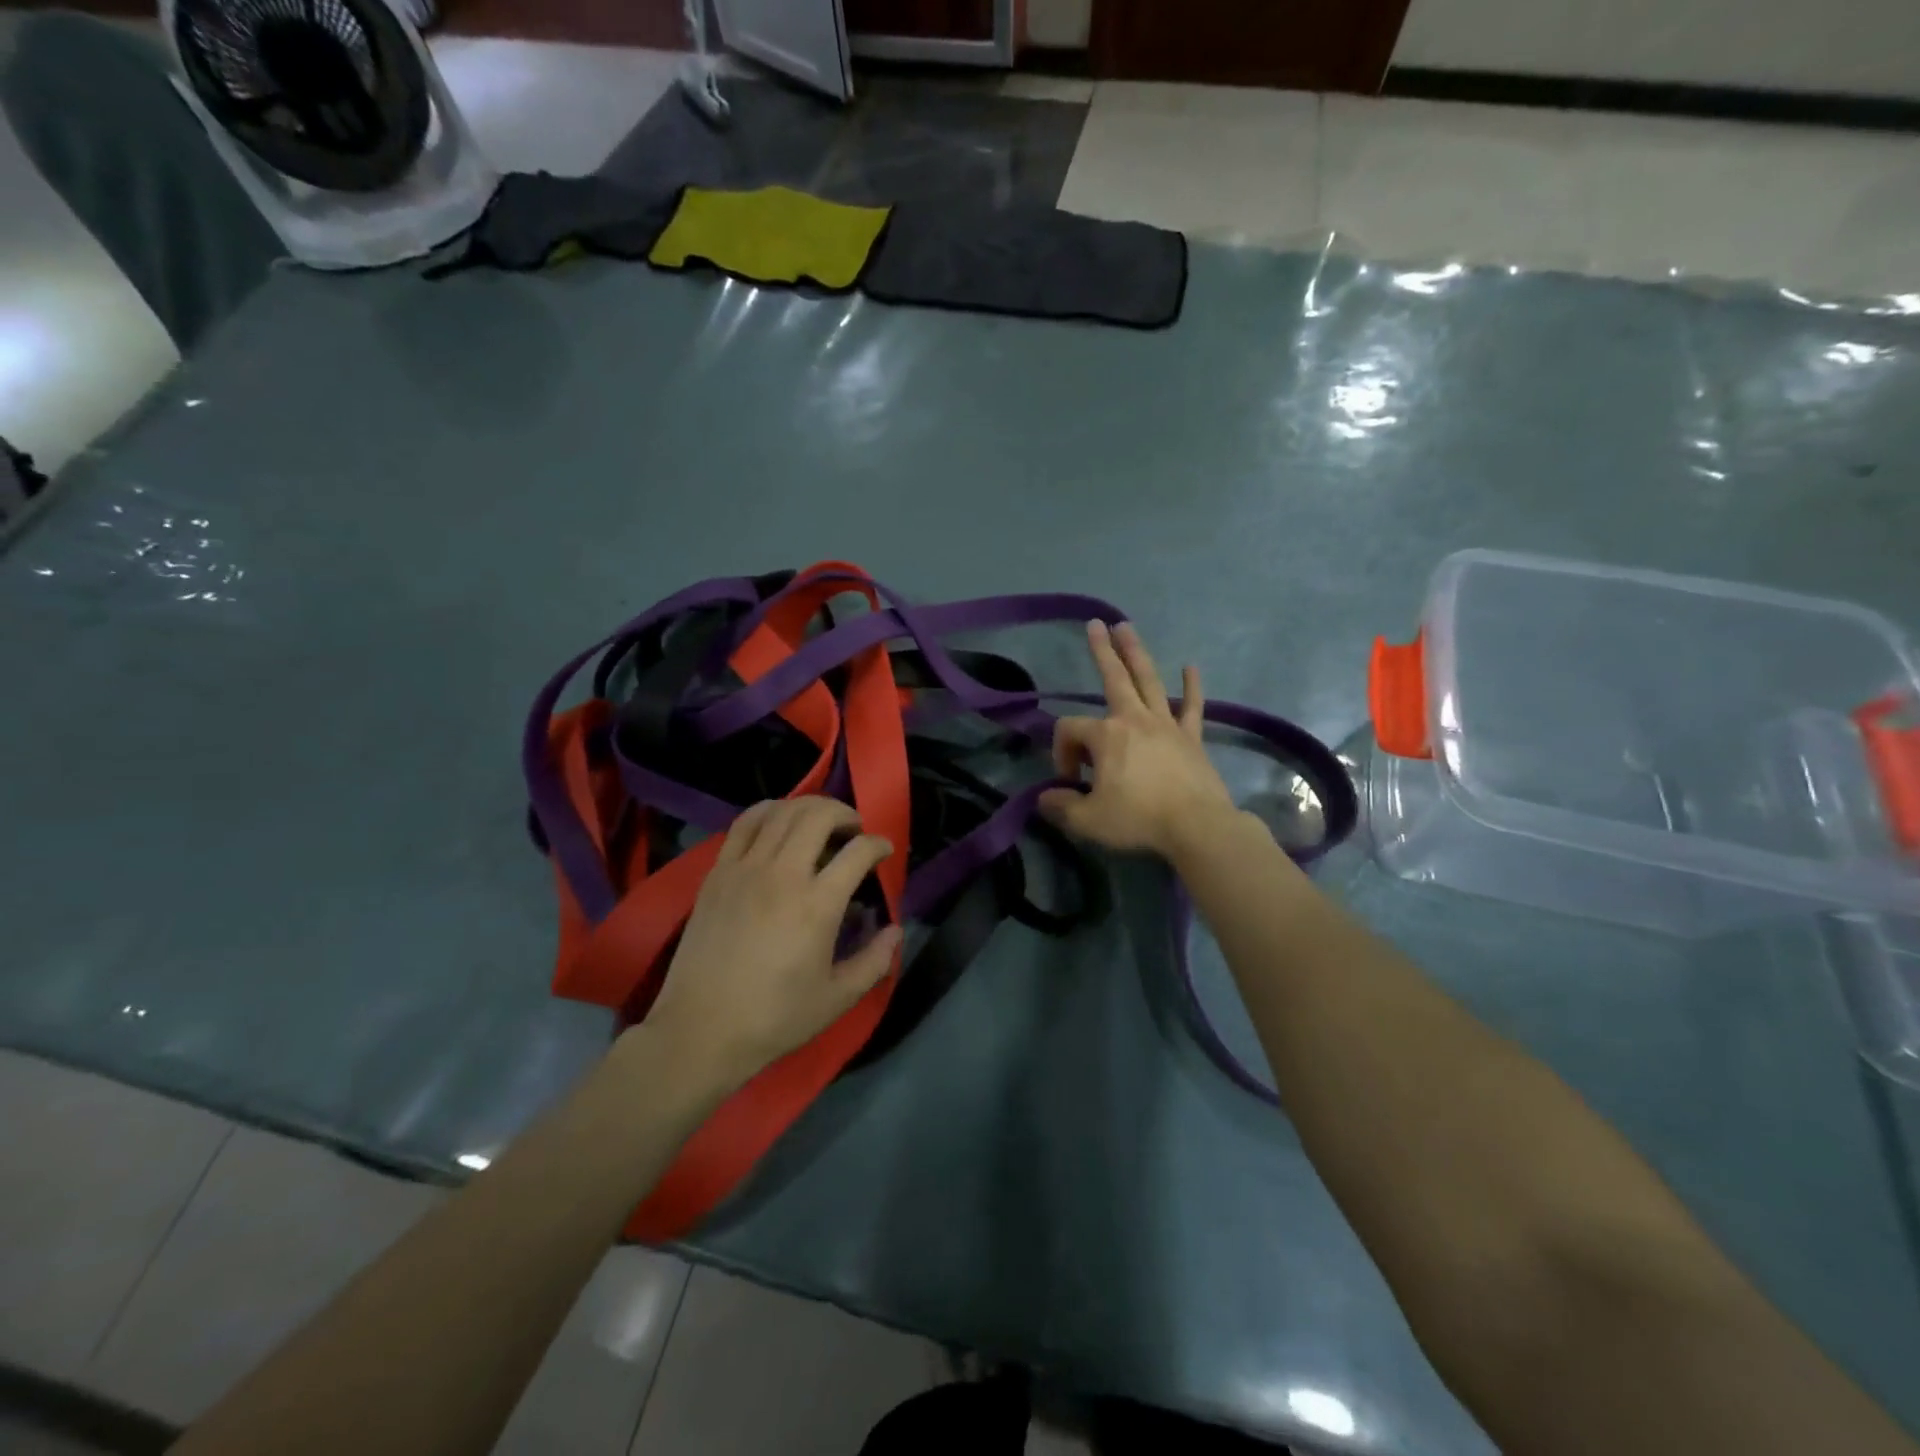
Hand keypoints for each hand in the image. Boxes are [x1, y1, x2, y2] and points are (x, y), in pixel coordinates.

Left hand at [642, 798, 901, 1092]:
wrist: (700, 1031)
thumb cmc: (774, 1018)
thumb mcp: (837, 999)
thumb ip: (875, 961)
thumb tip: (896, 930)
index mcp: (817, 905)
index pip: (858, 852)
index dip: (879, 844)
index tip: (884, 851)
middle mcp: (782, 874)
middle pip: (819, 815)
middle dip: (846, 813)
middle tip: (854, 830)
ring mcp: (745, 869)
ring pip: (782, 811)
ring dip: (809, 807)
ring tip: (820, 822)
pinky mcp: (718, 872)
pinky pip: (745, 823)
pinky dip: (768, 811)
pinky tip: (778, 822)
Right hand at [1039, 621, 1238, 860]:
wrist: (1197, 826)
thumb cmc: (1138, 819)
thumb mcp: (1088, 820)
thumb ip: (1062, 806)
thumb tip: (1045, 798)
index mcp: (1106, 736)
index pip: (1070, 730)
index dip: (1062, 753)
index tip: (1070, 783)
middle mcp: (1134, 720)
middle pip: (1114, 678)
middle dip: (1102, 651)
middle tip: (1095, 624)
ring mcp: (1166, 725)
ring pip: (1149, 681)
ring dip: (1137, 653)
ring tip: (1127, 628)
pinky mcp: (1191, 738)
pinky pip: (1192, 706)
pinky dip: (1192, 686)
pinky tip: (1191, 667)